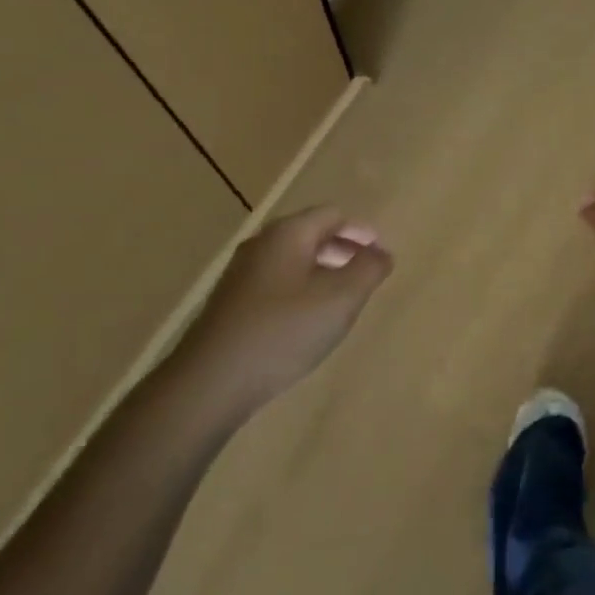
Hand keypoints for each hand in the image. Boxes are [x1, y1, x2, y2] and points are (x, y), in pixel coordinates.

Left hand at [169, 206, 392, 416]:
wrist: (212, 380)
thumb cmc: (285, 330)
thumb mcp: (341, 298)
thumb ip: (368, 269)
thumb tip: (381, 253)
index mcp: (288, 234)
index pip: (332, 214)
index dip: (361, 231)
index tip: (381, 255)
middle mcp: (261, 244)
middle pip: (310, 234)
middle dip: (343, 249)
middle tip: (367, 274)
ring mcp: (242, 274)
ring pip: (293, 260)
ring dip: (323, 271)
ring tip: (343, 299)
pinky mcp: (232, 302)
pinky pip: (277, 282)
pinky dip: (301, 289)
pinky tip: (308, 320)